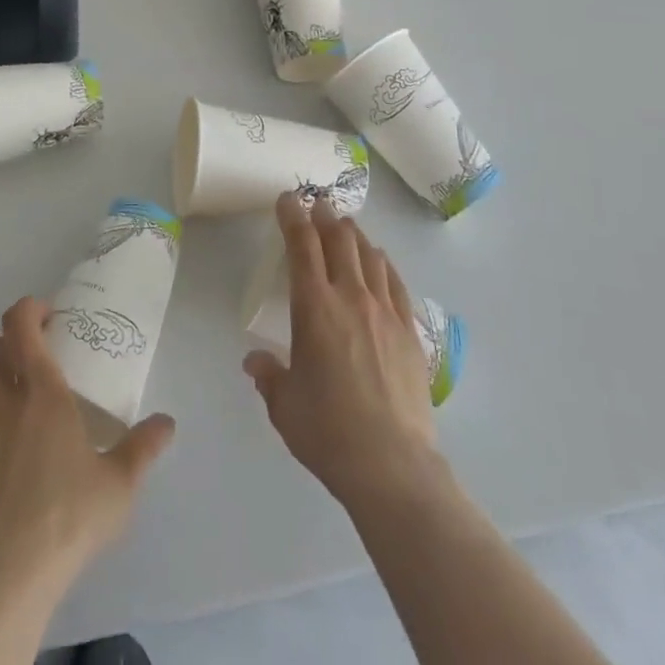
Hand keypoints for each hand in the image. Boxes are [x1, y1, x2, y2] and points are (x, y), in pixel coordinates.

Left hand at [0, 297, 176, 604]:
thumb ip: (143, 447)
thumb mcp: (118, 485)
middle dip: (8, 351)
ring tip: (1, 414)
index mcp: (42, 392)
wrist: (2, 581)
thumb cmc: (67, 522)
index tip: (46, 319)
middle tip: (27, 373)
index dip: (29, 310)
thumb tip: (167, 422)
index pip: (21, 323)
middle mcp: (0, 399)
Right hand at [244, 193, 440, 508]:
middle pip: (339, 239)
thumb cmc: (328, 432)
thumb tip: (255, 360)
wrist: (393, 465)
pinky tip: (379, 262)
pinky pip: (395, 282)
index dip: (293, 216)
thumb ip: (269, 375)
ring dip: (354, 235)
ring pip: (369, 254)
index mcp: (314, 307)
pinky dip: (383, 263)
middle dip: (325, 216)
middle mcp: (350, 297)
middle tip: (317, 204)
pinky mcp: (409, 331)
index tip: (287, 199)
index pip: (302, 245)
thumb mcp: (284, 405)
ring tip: (345, 227)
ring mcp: (385, 312)